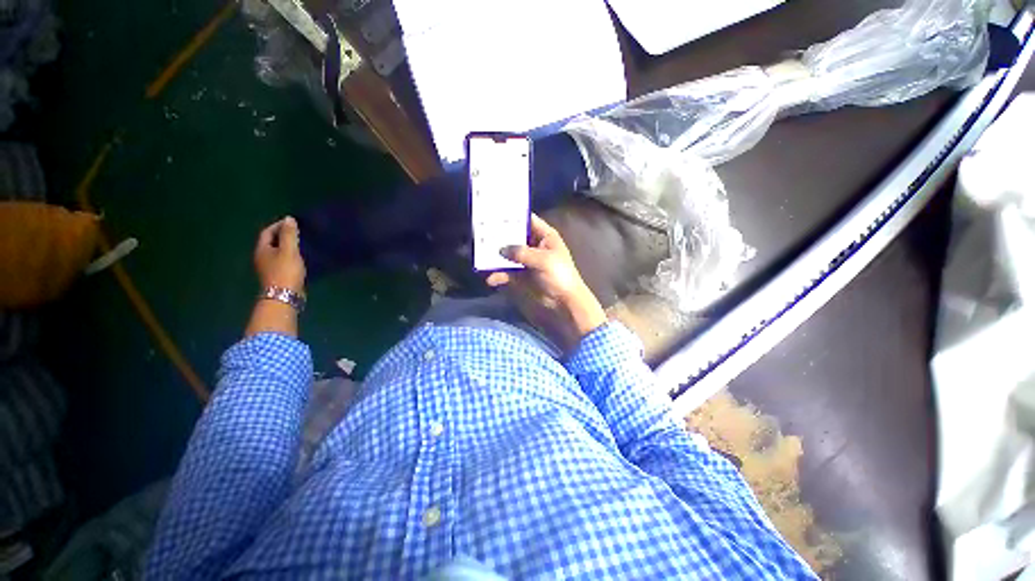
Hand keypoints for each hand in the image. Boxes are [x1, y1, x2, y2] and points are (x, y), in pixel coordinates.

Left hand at [247, 217, 305, 337]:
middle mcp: (262, 257)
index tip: (292, 222)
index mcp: (262, 249)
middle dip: (282, 235)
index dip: (278, 225)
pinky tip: (300, 259)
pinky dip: (290, 257)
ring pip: (277, 252)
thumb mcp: (289, 251)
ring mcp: (269, 268)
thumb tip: (289, 219)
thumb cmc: (286, 271)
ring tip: (300, 244)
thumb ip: (289, 235)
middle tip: (297, 232)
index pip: (267, 232)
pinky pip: (282, 261)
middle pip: (270, 242)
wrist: (284, 296)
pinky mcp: (277, 276)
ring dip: (287, 247)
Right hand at [487, 214, 606, 352]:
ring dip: (496, 256)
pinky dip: (499, 274)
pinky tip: (491, 278)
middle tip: (481, 233)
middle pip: (514, 237)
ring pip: (508, 255)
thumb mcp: (543, 260)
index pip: (527, 220)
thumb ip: (522, 253)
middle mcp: (533, 245)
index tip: (494, 214)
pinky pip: (506, 271)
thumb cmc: (559, 274)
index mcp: (544, 236)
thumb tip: (501, 249)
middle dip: (499, 237)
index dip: (513, 216)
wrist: (564, 300)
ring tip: (479, 256)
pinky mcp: (521, 275)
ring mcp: (526, 260)